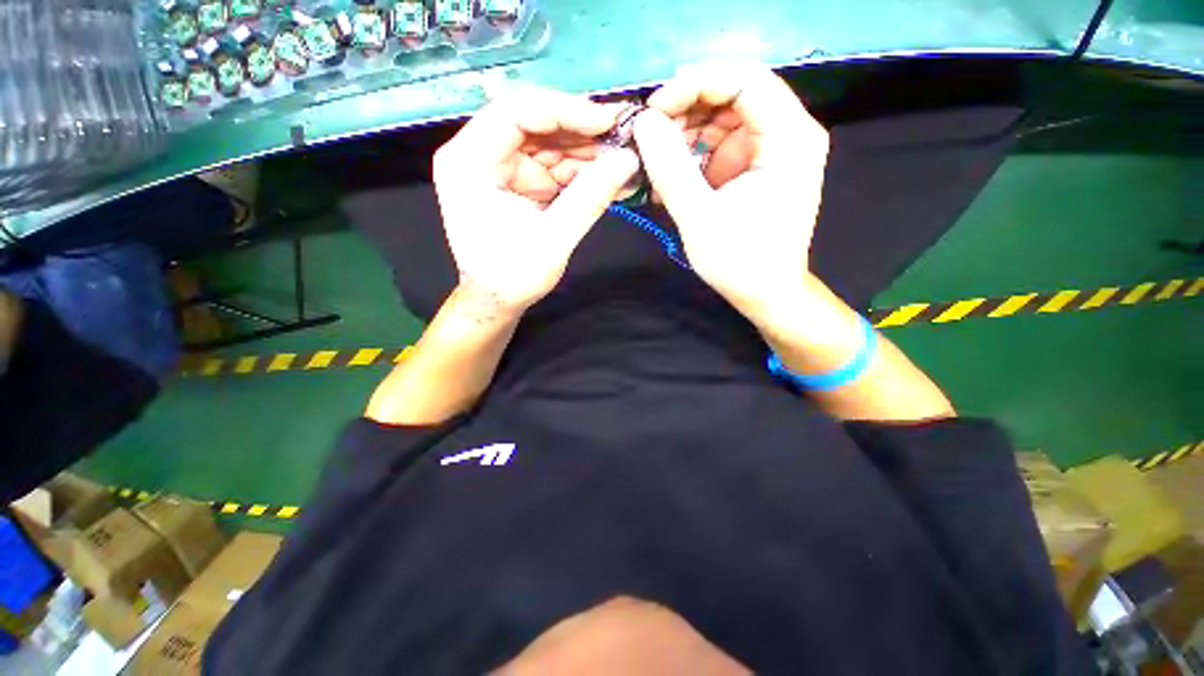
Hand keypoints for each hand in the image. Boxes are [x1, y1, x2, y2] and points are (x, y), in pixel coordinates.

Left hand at [433, 88, 639, 310]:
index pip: (516, 112)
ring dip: (588, 153)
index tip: (609, 122)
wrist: (497, 300)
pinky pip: (553, 165)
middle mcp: (480, 154)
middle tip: (625, 140)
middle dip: (582, 133)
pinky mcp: (518, 181)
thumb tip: (629, 160)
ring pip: (550, 143)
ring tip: (625, 163)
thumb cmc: (512, 277)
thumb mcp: (553, 240)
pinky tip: (610, 177)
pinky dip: (582, 172)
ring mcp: (500, 166)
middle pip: (535, 123)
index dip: (565, 110)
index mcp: (469, 161)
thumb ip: (589, 198)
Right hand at [633, 64, 828, 318]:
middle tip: (647, 137)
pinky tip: (669, 174)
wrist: (765, 293)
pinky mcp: (756, 165)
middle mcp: (788, 132)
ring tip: (654, 162)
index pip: (743, 80)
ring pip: (722, 117)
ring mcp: (772, 148)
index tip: (654, 109)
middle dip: (685, 111)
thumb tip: (643, 122)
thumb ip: (670, 168)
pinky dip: (693, 154)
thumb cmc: (740, 262)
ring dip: (684, 134)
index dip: (694, 85)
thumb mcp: (699, 217)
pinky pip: (720, 143)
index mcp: (789, 138)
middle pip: (732, 94)